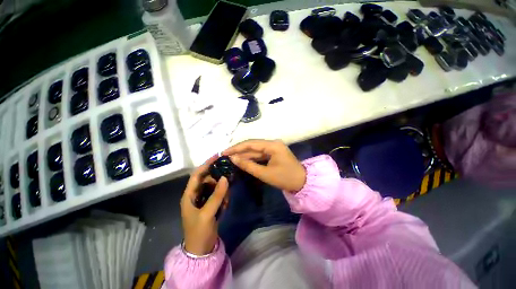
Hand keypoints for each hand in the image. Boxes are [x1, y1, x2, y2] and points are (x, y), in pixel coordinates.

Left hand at [181, 155, 228, 254]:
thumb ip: (217, 195)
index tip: (217, 156)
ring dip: (222, 190)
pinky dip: (223, 196)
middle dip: (217, 178)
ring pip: (214, 186)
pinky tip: (225, 205)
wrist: (201, 250)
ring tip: (226, 199)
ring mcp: (203, 199)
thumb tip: (225, 178)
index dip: (206, 164)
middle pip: (207, 179)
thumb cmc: (199, 232)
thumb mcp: (207, 214)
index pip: (197, 174)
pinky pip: (217, 194)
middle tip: (228, 178)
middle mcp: (195, 195)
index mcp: (189, 195)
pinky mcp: (209, 204)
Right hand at [223, 140, 305, 191]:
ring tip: (231, 158)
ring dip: (244, 154)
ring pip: (255, 150)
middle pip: (252, 145)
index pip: (251, 143)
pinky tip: (242, 160)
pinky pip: (260, 154)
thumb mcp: (265, 173)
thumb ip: (248, 165)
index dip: (236, 147)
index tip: (224, 152)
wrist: (302, 182)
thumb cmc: (285, 178)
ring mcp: (274, 147)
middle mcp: (273, 143)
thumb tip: (233, 158)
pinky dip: (251, 157)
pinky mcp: (274, 152)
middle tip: (225, 155)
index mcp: (272, 145)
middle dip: (239, 150)